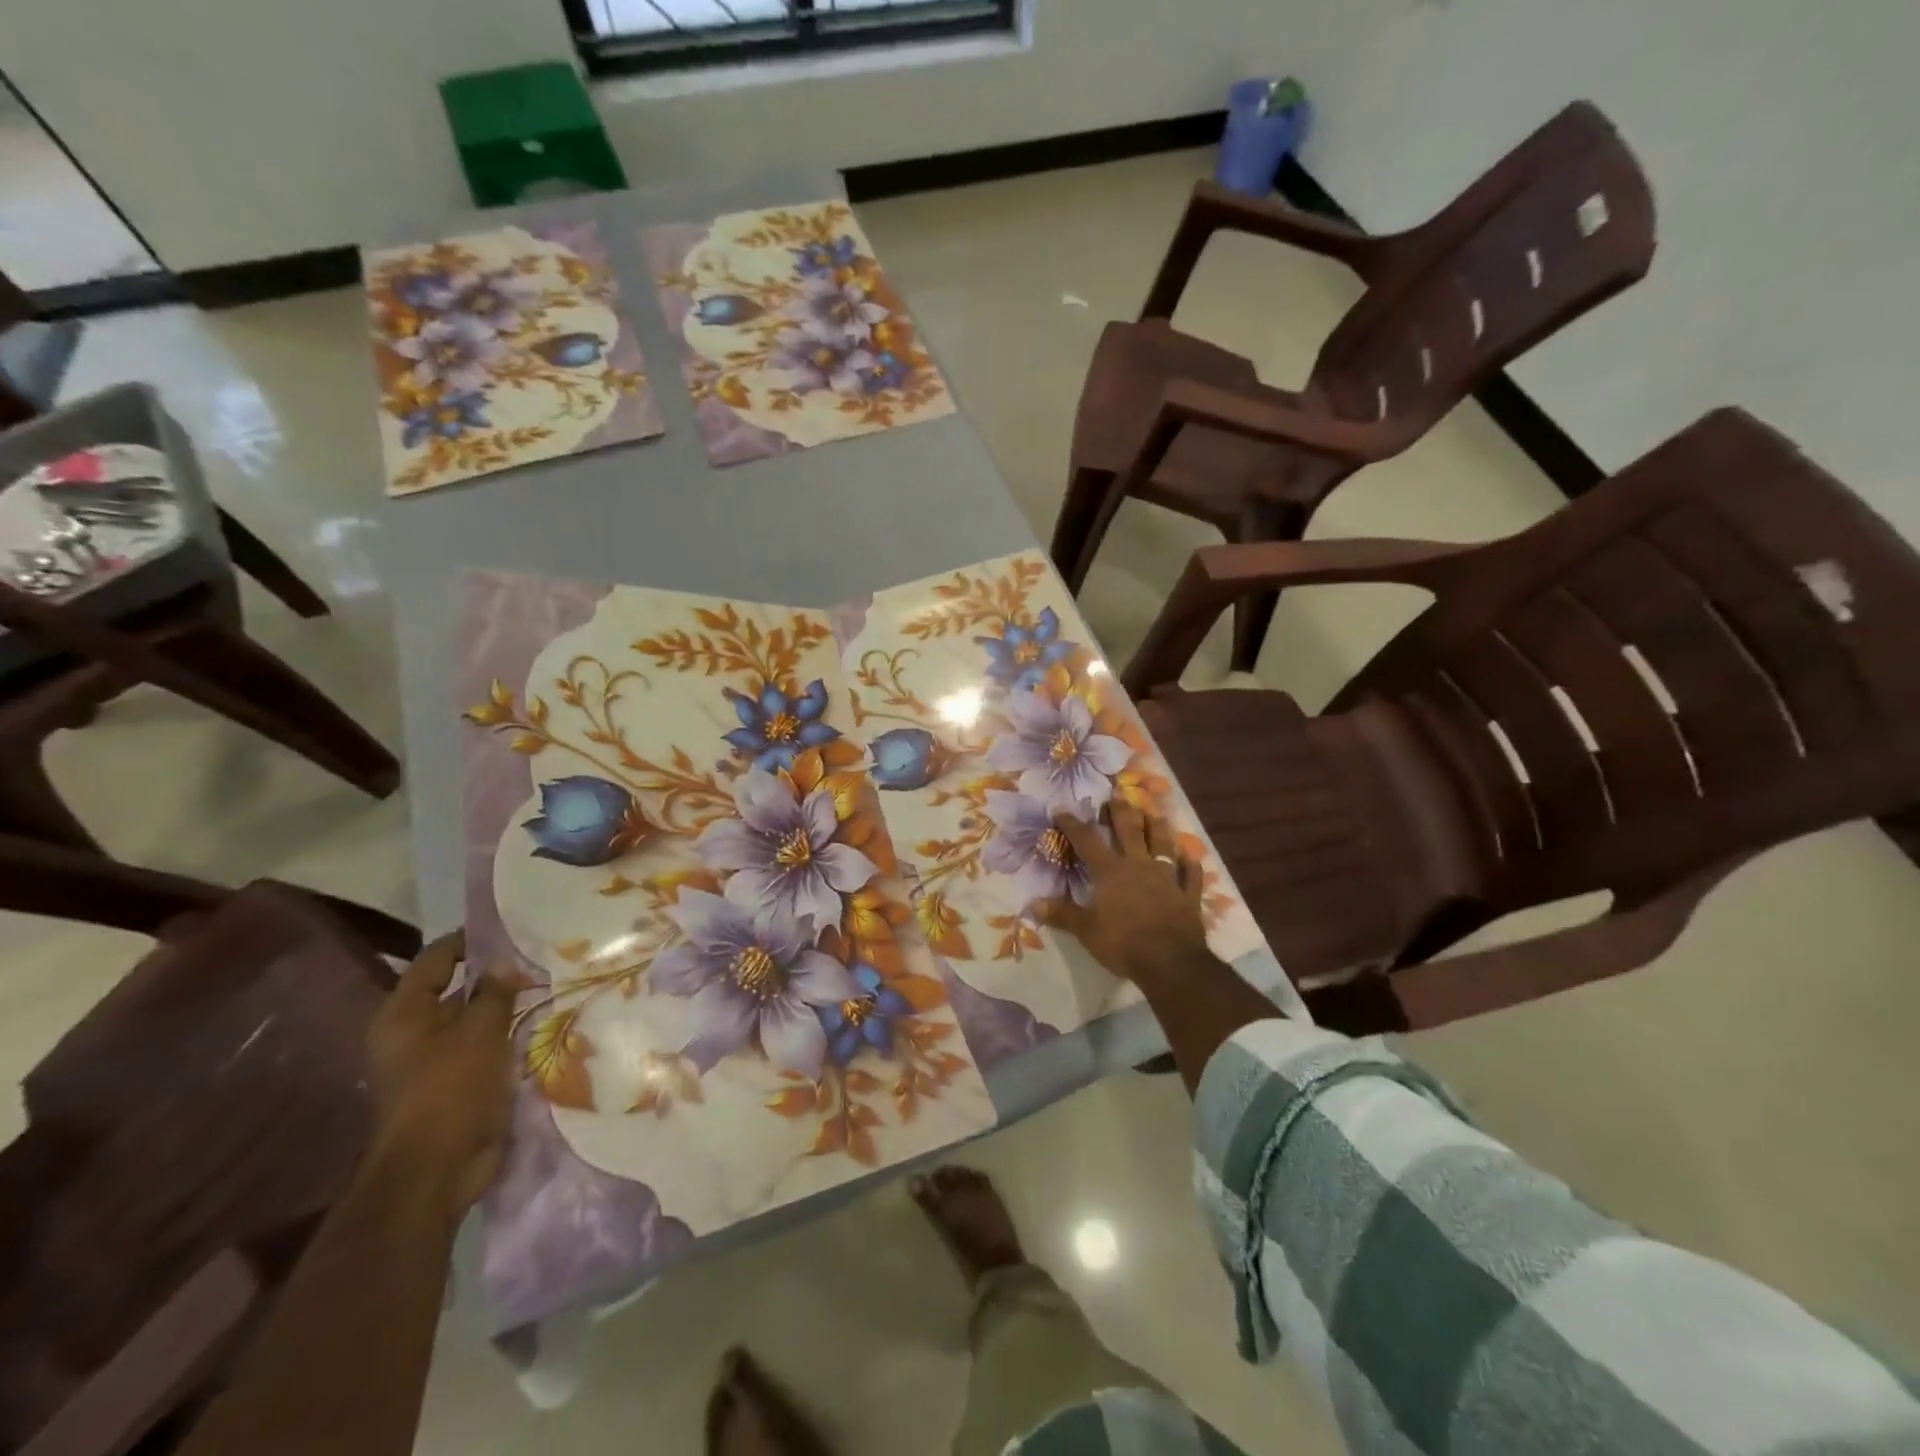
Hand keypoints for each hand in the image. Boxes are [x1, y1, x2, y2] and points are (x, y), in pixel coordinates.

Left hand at [367, 930, 515, 1210]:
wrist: (438, 1168)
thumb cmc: (450, 1089)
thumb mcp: (479, 1031)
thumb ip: (494, 993)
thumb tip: (504, 966)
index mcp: (404, 1014)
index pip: (436, 959)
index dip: (470, 940)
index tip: (512, 928)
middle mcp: (413, 1033)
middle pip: (455, 989)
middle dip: (495, 974)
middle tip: (540, 956)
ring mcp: (434, 1060)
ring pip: (474, 1019)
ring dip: (505, 1006)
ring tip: (549, 985)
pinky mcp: (456, 1083)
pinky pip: (485, 1046)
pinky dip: (508, 1034)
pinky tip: (541, 1023)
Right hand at [1042, 802, 1210, 982]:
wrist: (1170, 962)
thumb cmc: (1122, 943)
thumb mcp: (1085, 930)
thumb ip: (1062, 914)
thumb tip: (1032, 903)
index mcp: (1111, 872)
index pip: (1088, 841)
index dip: (1074, 825)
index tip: (1062, 809)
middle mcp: (1139, 867)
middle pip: (1130, 832)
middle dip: (1121, 811)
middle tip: (1119, 791)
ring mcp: (1167, 879)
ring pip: (1163, 846)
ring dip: (1159, 828)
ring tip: (1156, 812)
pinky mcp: (1188, 897)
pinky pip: (1191, 876)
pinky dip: (1191, 866)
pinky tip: (1191, 857)